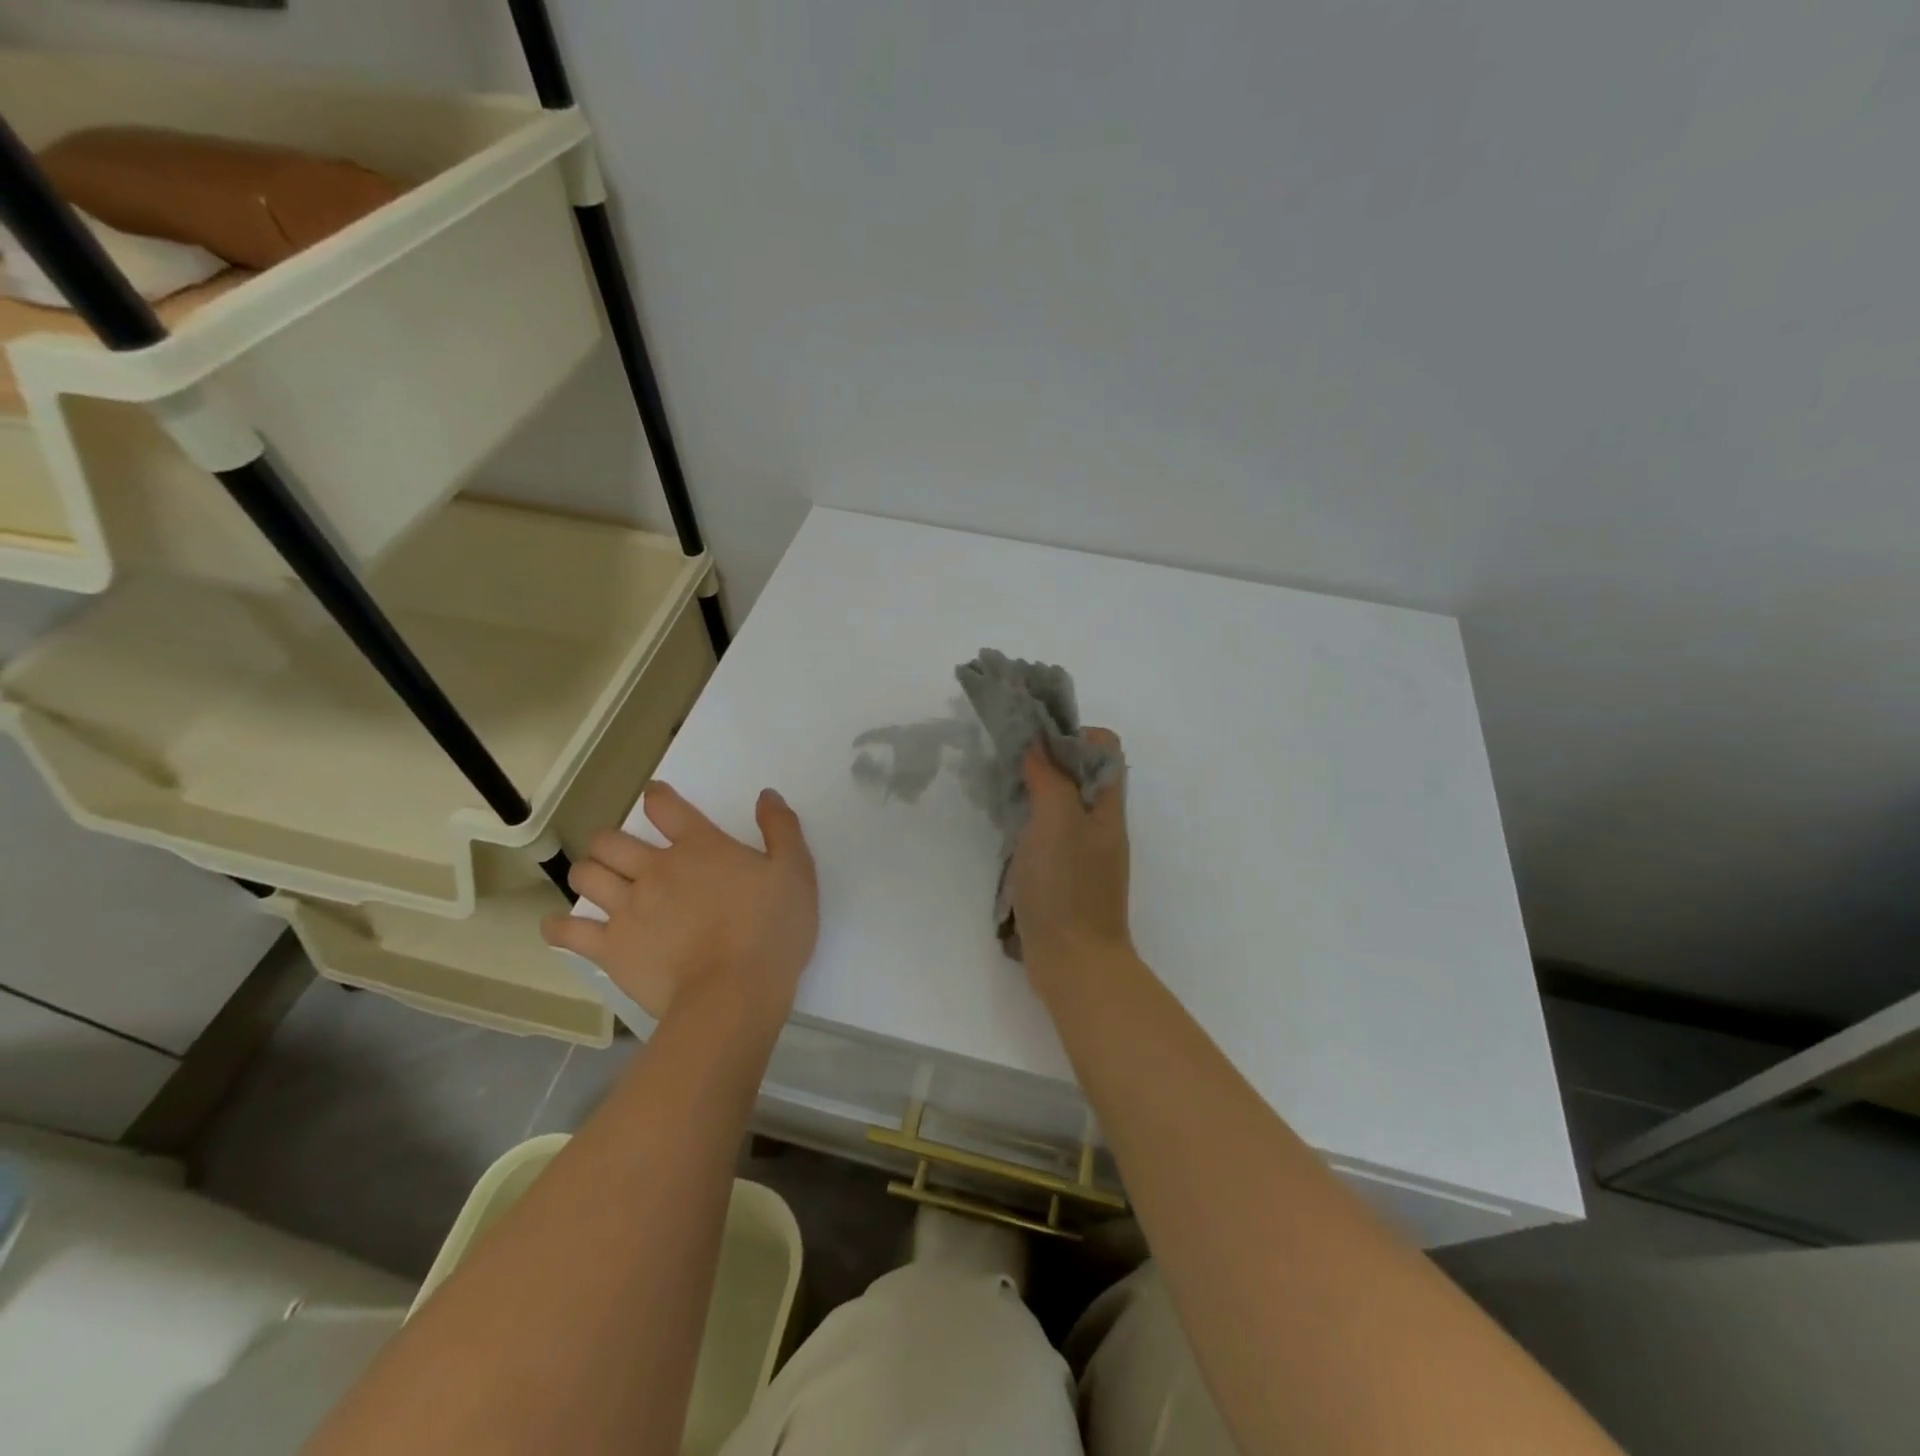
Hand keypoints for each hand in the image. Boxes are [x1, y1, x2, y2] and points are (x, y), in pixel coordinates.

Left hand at [542, 783, 817, 1020]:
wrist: (734, 993)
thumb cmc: (772, 930)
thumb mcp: (795, 872)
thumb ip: (781, 829)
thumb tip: (766, 795)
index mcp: (699, 847)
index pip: (665, 806)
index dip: (657, 796)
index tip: (655, 797)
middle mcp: (655, 869)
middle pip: (610, 840)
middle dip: (612, 842)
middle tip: (625, 855)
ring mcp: (628, 908)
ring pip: (586, 876)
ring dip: (589, 874)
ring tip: (600, 884)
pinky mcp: (611, 948)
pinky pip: (568, 932)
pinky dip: (560, 927)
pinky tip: (562, 927)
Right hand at [1007, 727, 1132, 977]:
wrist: (1075, 962)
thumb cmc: (1067, 887)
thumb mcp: (1057, 821)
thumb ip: (1049, 777)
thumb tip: (1037, 742)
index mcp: (1108, 805)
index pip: (1103, 747)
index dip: (1072, 734)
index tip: (1033, 741)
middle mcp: (1101, 823)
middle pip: (1080, 773)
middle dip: (1045, 761)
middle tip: (1009, 766)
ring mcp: (1084, 851)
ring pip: (1061, 804)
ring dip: (1033, 794)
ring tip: (1002, 796)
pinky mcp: (1065, 875)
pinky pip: (1048, 835)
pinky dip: (1028, 825)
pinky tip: (1006, 833)